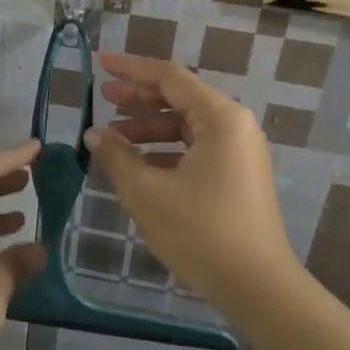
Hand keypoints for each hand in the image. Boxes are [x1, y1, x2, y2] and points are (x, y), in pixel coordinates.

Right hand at [84, 54, 297, 307]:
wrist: (256, 285)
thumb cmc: (200, 232)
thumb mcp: (147, 192)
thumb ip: (116, 156)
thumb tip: (94, 134)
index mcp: (220, 118)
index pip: (170, 78)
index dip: (132, 70)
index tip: (100, 65)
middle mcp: (235, 126)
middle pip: (180, 98)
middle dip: (139, 98)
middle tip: (102, 98)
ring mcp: (240, 152)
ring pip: (187, 126)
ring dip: (149, 127)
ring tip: (113, 136)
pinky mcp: (238, 175)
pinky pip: (196, 149)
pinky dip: (166, 150)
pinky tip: (138, 164)